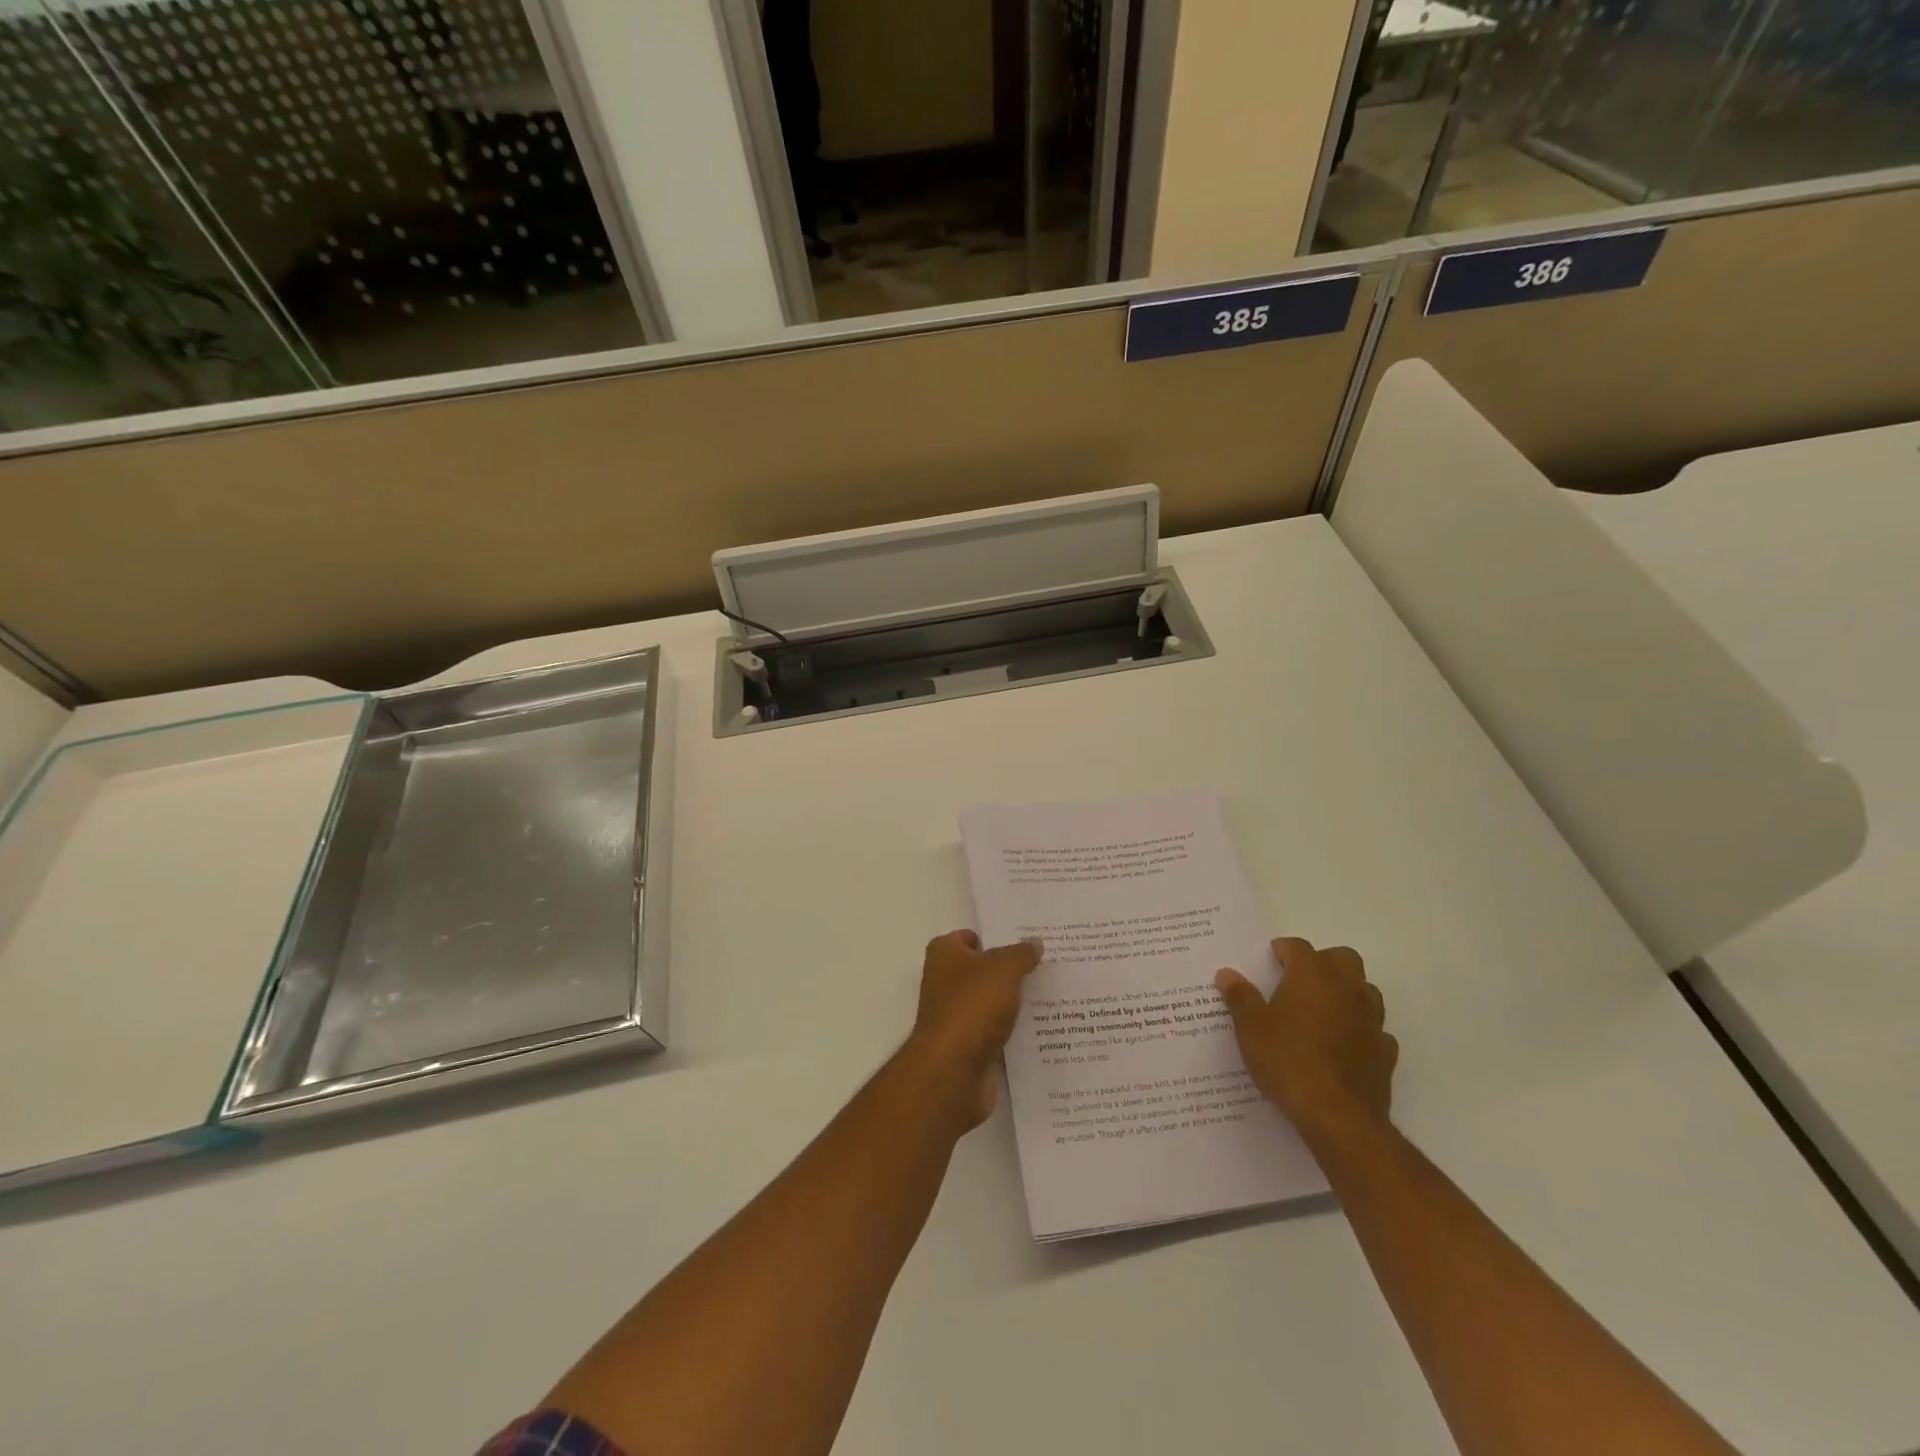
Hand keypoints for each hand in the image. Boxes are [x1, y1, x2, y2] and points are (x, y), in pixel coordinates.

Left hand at [904, 930, 1042, 1129]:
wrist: (953, 1071)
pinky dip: (1015, 1031)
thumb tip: (1034, 943)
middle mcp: (946, 983)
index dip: (994, 936)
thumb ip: (1020, 954)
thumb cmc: (972, 1007)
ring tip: (1054, 993)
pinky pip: (997, 1032)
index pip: (967, 937)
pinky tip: (1045, 1027)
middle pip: (982, 969)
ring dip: (1015, 1001)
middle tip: (1048, 964)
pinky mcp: (970, 1047)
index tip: (1025, 939)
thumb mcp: (1002, 969)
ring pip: (992, 1002)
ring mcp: (957, 1017)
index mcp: (944, 955)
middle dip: (1010, 969)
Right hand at [1216, 937, 1396, 1147]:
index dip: (1283, 949)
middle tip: (1299, 979)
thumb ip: (1240, 998)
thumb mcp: (1251, 1030)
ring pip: (1365, 989)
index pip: (1299, 947)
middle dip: (1323, 961)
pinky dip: (1361, 1028)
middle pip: (1343, 958)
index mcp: (1311, 977)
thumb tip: (1227, 973)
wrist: (1339, 1118)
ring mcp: (1371, 1020)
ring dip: (1347, 991)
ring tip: (1322, 1009)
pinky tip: (1344, 1044)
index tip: (1271, 959)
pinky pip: (1376, 1029)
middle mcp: (1346, 990)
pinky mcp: (1385, 1052)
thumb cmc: (1288, 1062)